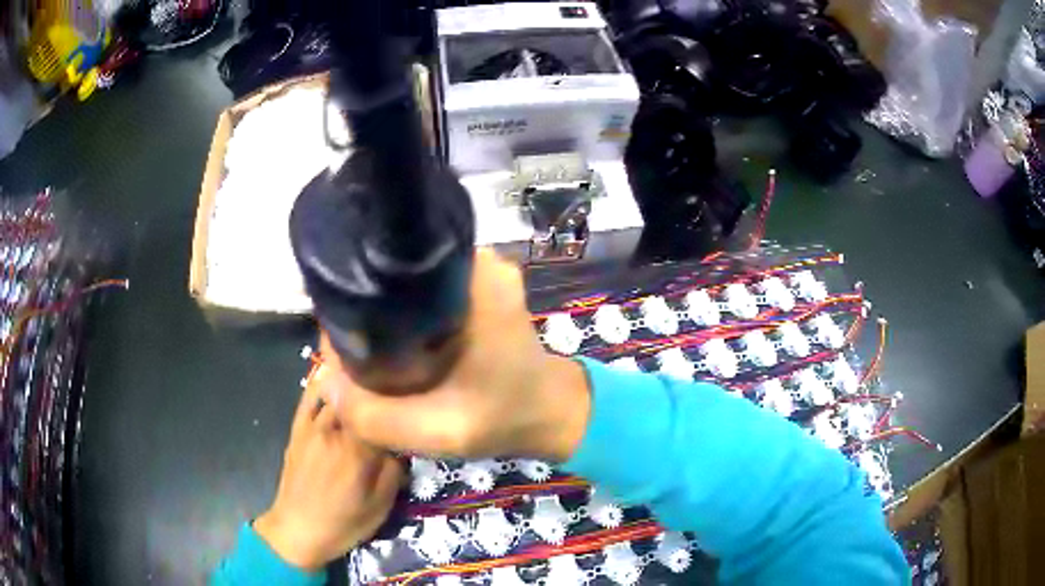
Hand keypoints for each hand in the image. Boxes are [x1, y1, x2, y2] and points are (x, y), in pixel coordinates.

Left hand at [254, 379, 402, 570]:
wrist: (298, 529)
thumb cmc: (344, 523)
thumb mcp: (381, 506)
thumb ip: (395, 470)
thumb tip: (402, 442)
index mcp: (358, 451)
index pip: (385, 412)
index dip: (400, 406)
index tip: (412, 407)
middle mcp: (334, 430)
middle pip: (361, 396)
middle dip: (380, 391)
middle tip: (396, 393)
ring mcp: (312, 425)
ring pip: (338, 391)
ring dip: (356, 383)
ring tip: (373, 376)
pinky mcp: (298, 427)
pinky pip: (311, 396)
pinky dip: (324, 381)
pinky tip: (336, 372)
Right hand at [317, 248, 591, 461]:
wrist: (551, 412)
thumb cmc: (504, 416)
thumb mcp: (439, 430)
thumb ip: (377, 416)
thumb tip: (324, 380)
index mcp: (470, 278)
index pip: (389, 268)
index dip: (354, 296)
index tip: (337, 330)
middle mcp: (474, 261)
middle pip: (395, 270)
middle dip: (366, 303)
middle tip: (348, 342)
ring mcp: (477, 270)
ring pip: (407, 281)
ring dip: (384, 309)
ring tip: (362, 340)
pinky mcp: (476, 286)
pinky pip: (423, 291)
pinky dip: (403, 312)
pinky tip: (389, 338)